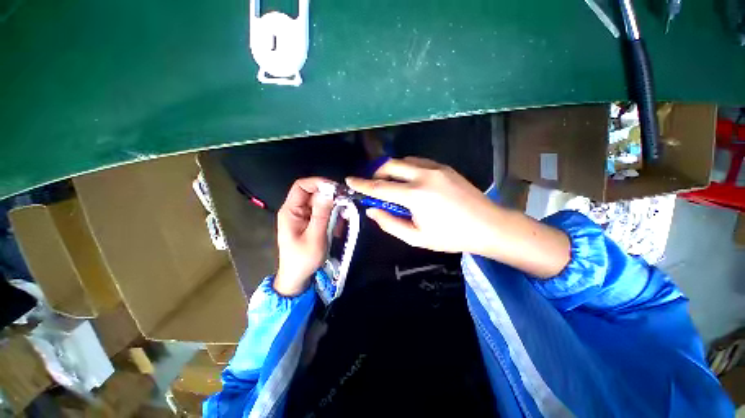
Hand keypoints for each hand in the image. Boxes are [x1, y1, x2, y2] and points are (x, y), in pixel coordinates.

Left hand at [274, 177, 334, 295]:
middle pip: (314, 194)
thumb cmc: (303, 259)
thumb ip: (322, 214)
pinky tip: (336, 229)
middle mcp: (296, 210)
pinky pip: (323, 214)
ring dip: (333, 210)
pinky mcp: (311, 223)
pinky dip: (332, 218)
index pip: (302, 186)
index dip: (318, 183)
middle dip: (331, 199)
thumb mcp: (315, 237)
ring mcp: (304, 216)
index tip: (337, 189)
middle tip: (345, 207)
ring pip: (322, 204)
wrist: (298, 277)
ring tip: (341, 223)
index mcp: (291, 211)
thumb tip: (329, 192)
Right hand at [346, 157, 569, 277]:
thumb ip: (390, 224)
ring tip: (392, 185)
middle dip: (376, 173)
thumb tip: (372, 211)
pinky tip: (410, 182)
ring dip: (392, 170)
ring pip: (404, 160)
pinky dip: (406, 168)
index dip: (362, 184)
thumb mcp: (417, 238)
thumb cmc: (451, 236)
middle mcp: (424, 175)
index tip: (349, 180)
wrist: (488, 225)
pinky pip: (417, 162)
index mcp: (416, 195)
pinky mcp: (444, 167)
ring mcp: (436, 168)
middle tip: (374, 186)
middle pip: (390, 165)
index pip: (380, 188)